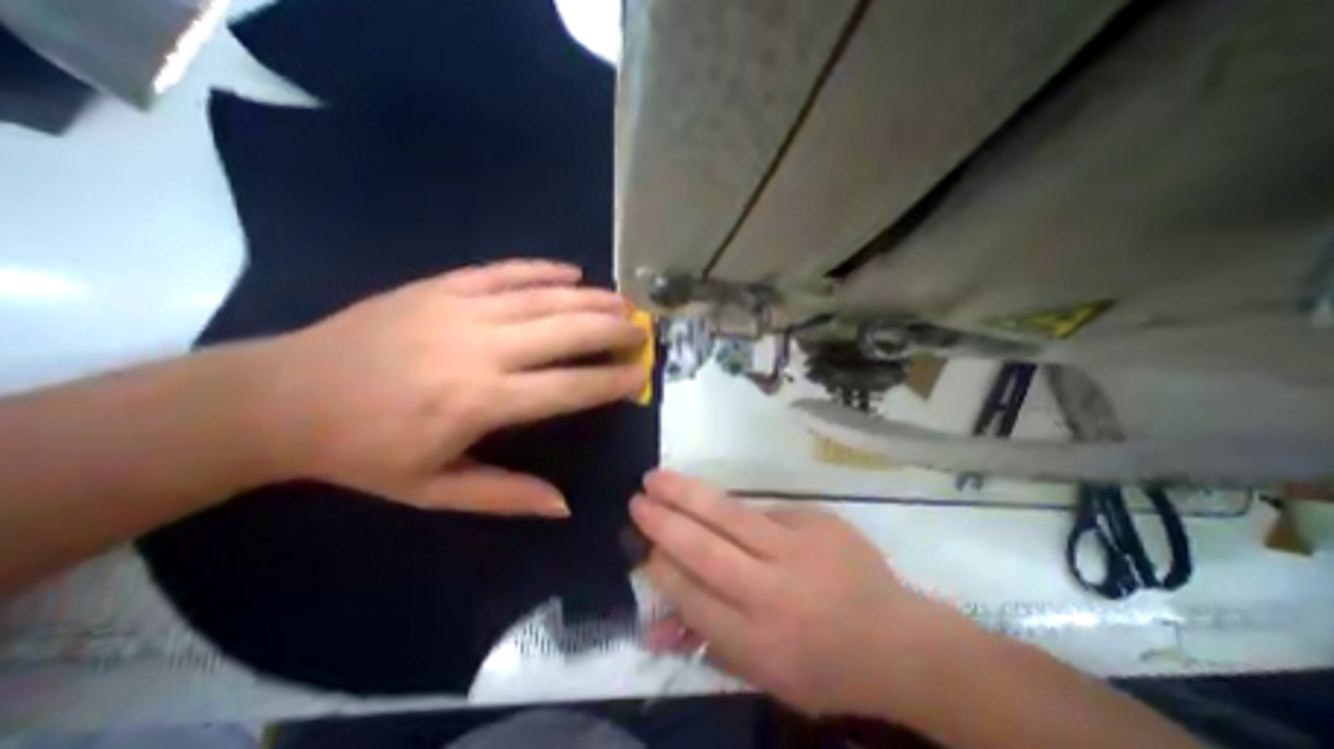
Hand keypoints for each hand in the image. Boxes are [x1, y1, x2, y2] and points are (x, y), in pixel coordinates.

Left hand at [259, 260, 645, 517]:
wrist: (279, 398)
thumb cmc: (364, 453)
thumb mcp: (435, 490)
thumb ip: (506, 496)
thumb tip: (565, 505)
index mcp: (480, 401)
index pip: (569, 387)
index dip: (612, 381)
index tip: (642, 375)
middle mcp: (480, 348)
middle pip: (566, 332)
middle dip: (612, 330)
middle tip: (642, 331)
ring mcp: (460, 309)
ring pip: (544, 297)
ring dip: (591, 298)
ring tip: (623, 301)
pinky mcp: (440, 286)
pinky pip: (504, 271)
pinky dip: (543, 269)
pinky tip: (572, 271)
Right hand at [631, 471, 965, 714]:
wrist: (897, 640)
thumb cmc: (825, 666)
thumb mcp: (766, 675)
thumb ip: (707, 646)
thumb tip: (653, 627)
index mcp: (760, 641)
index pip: (693, 597)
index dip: (661, 567)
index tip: (641, 545)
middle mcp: (774, 592)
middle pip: (704, 547)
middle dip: (663, 521)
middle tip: (636, 500)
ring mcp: (799, 548)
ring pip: (728, 513)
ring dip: (685, 492)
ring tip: (656, 477)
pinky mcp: (816, 520)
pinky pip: (762, 510)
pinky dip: (731, 506)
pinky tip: (710, 499)